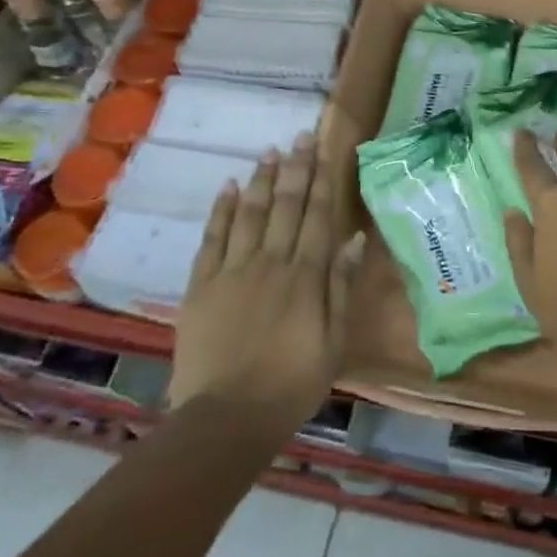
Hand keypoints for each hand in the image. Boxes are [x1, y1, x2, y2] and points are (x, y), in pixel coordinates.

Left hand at [168, 135, 364, 430]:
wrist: (225, 420)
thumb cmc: (290, 385)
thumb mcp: (332, 342)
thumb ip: (340, 287)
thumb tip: (355, 239)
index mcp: (305, 276)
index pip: (317, 217)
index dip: (322, 180)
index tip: (324, 149)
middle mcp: (270, 262)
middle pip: (286, 206)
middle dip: (296, 168)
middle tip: (300, 136)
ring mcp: (232, 271)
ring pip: (250, 213)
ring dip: (262, 180)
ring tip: (270, 152)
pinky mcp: (201, 285)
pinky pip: (212, 238)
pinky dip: (221, 210)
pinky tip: (228, 186)